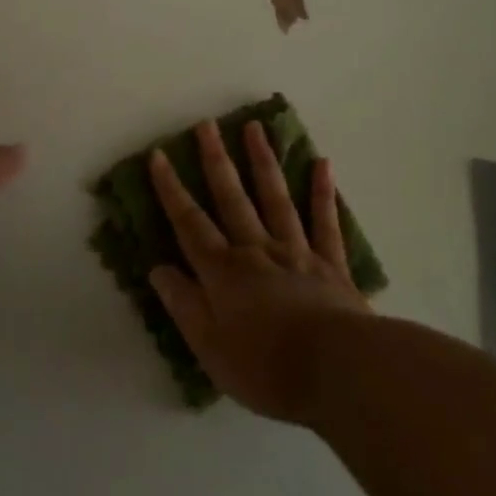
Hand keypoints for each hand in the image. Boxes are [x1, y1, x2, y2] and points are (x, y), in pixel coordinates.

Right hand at [148, 120, 370, 424]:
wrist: (337, 370)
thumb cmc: (267, 368)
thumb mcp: (210, 349)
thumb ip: (184, 305)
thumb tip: (158, 269)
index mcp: (225, 272)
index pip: (190, 224)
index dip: (171, 190)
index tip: (158, 155)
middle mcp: (257, 250)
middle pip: (232, 198)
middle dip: (216, 160)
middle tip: (207, 124)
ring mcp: (297, 251)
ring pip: (275, 198)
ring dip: (263, 161)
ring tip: (255, 127)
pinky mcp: (331, 263)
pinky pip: (325, 221)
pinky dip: (323, 192)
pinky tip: (321, 163)